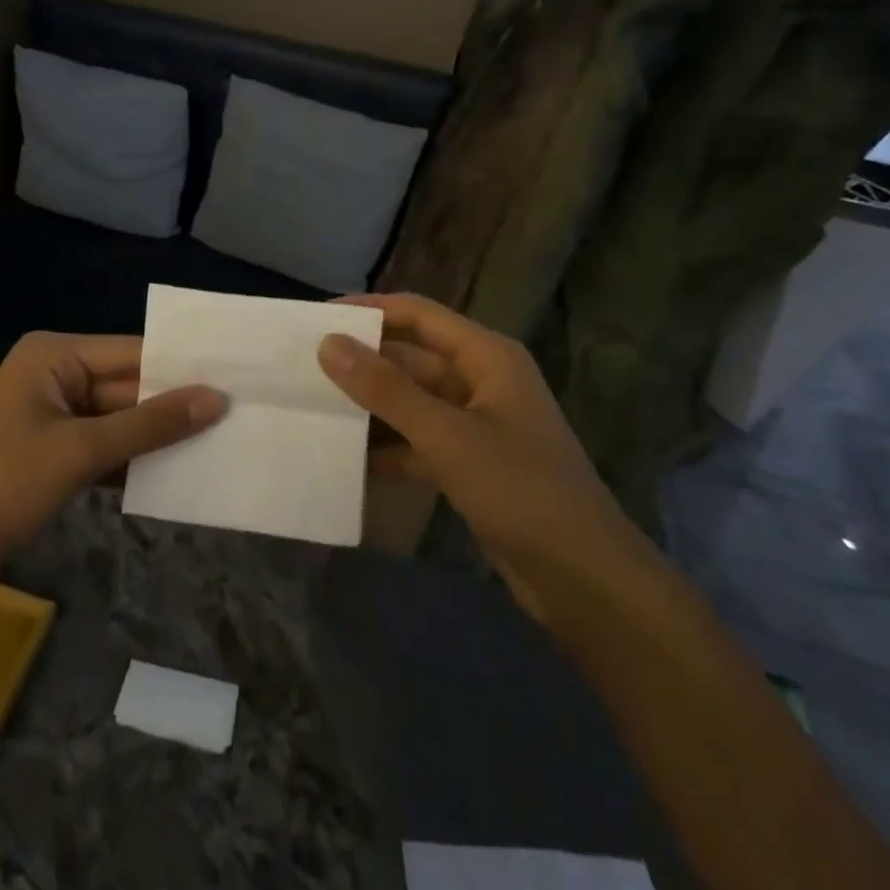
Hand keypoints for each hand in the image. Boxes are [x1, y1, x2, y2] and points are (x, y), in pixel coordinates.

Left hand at [0, 333, 225, 595]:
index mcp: (55, 356)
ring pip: (121, 420)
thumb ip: (150, 424)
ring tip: (222, 440)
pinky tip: (179, 471)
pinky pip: (106, 447)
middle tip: (239, 412)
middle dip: (175, 405)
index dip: (183, 367)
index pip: (133, 352)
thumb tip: (216, 398)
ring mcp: (54, 417)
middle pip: (129, 386)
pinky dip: (135, 459)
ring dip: (159, 435)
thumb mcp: (80, 451)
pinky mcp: (54, 455)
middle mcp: (56, 376)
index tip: (236, 376)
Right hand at [318, 294, 644, 626]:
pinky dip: (390, 449)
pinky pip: (420, 442)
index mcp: (487, 357)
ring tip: (315, 408)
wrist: (585, 579)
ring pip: (413, 403)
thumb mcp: (447, 435)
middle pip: (413, 359)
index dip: (370, 311)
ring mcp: (478, 425)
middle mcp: (482, 381)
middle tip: (305, 367)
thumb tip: (329, 343)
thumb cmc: (520, 489)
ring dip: (372, 407)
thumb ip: (386, 389)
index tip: (319, 317)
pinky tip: (349, 460)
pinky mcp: (472, 464)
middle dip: (364, 363)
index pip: (419, 315)